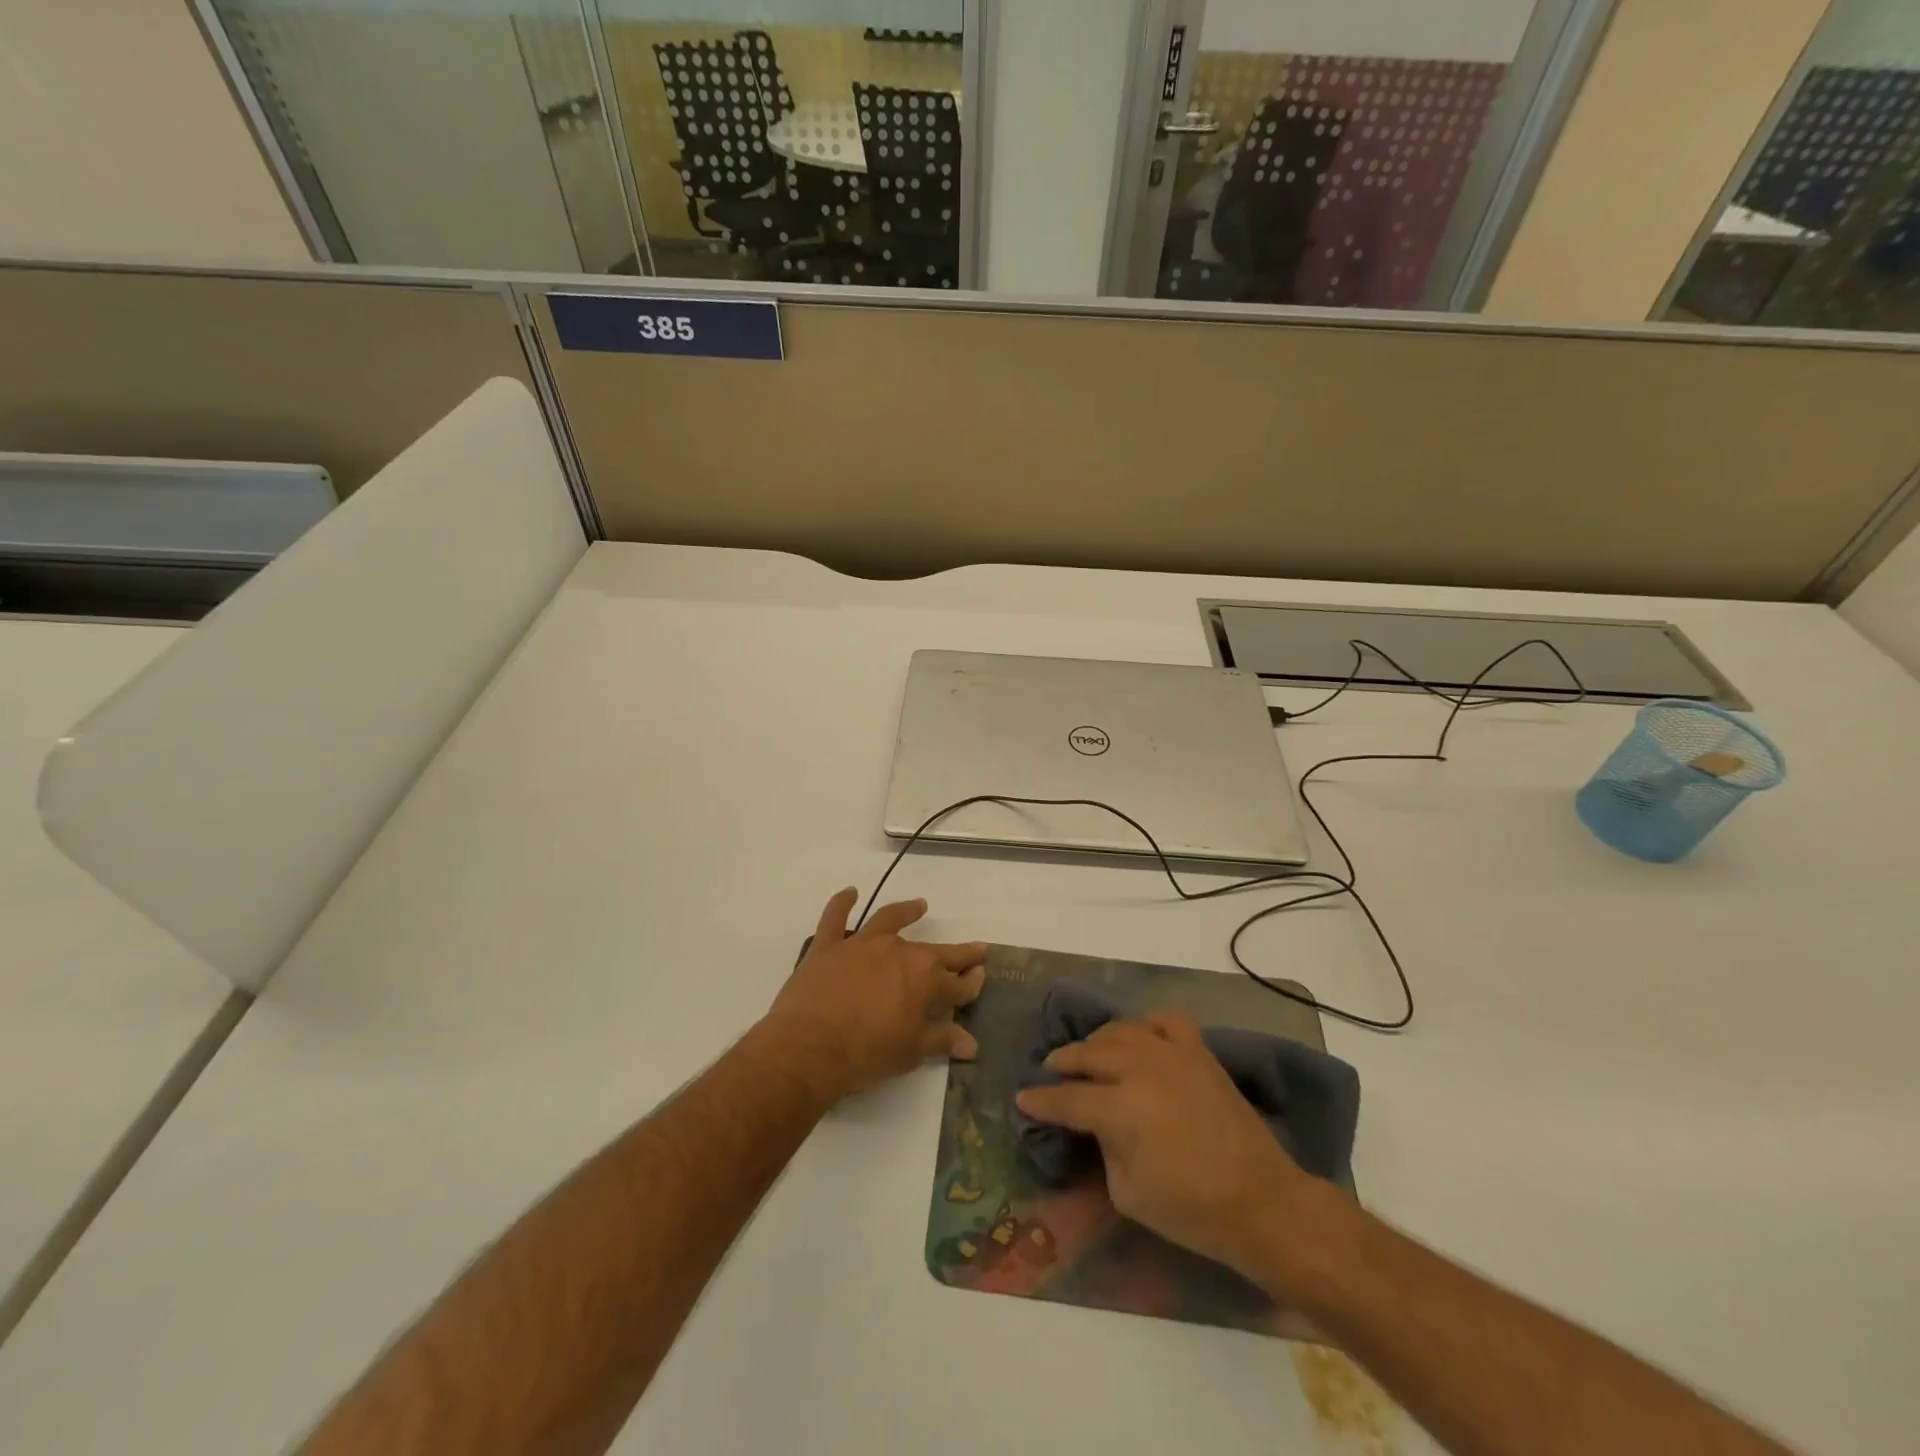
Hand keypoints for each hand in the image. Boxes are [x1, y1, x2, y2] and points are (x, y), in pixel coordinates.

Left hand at [766, 889, 986, 1103]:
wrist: (810, 1045)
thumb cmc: (867, 1053)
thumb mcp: (911, 1051)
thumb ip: (942, 1040)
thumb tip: (972, 1044)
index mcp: (924, 979)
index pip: (957, 983)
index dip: (972, 983)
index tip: (982, 977)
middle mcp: (899, 952)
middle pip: (935, 951)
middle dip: (958, 953)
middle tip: (975, 948)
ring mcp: (862, 945)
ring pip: (889, 920)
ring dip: (906, 911)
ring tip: (919, 905)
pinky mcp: (829, 946)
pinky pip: (835, 917)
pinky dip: (842, 902)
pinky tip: (850, 892)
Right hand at [1014, 1013, 1317, 1280]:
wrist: (1260, 1202)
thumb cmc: (1191, 1210)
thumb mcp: (1128, 1193)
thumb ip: (1104, 1149)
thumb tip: (1098, 1126)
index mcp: (1120, 1109)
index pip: (1067, 1098)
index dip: (1041, 1100)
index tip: (1022, 1098)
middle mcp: (1141, 1070)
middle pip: (1089, 1053)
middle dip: (1064, 1062)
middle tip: (1051, 1071)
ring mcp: (1172, 1055)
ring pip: (1122, 1031)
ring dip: (1098, 1041)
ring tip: (1089, 1052)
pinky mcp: (1199, 1053)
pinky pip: (1165, 1022)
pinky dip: (1147, 1026)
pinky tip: (1140, 1038)